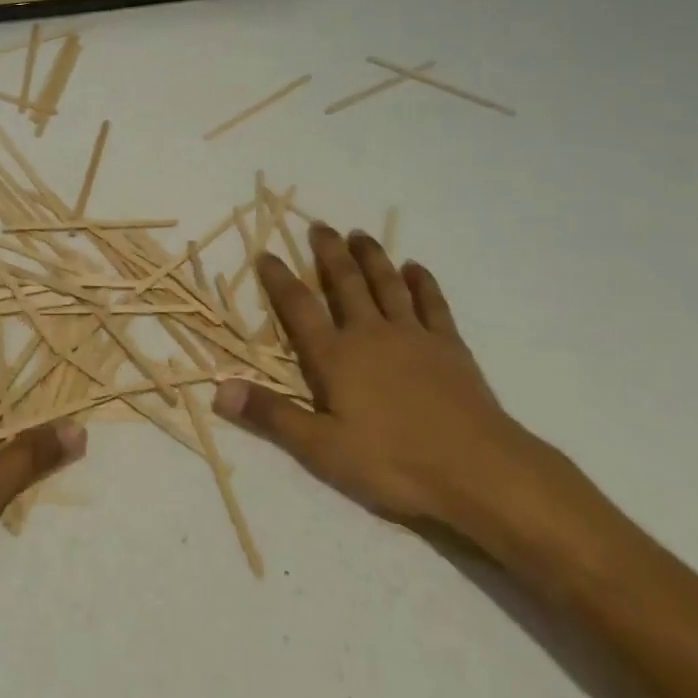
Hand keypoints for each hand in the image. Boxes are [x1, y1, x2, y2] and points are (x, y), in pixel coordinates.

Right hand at [215, 225, 550, 541]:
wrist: (478, 470)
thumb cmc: (394, 463)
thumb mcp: (322, 449)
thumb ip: (272, 416)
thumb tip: (219, 389)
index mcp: (336, 357)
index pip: (299, 307)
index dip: (279, 279)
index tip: (266, 253)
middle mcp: (370, 334)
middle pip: (345, 283)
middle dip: (329, 252)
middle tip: (319, 226)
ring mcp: (413, 336)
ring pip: (387, 284)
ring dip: (372, 257)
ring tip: (359, 234)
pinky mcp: (449, 346)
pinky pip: (433, 304)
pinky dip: (423, 283)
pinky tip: (416, 269)